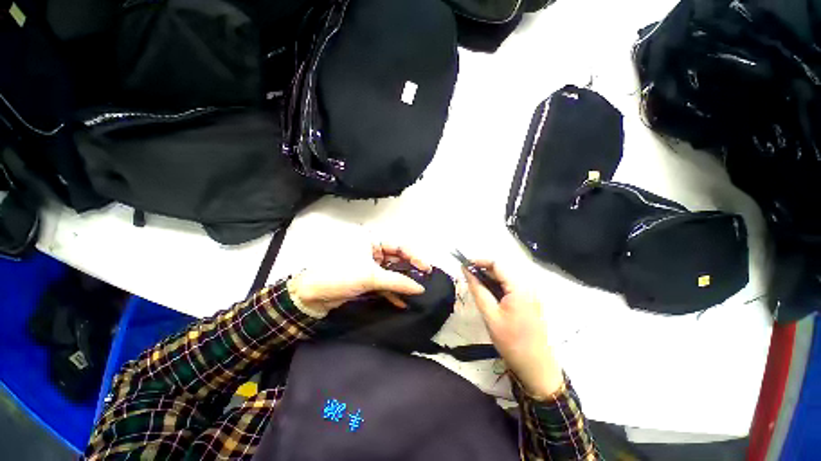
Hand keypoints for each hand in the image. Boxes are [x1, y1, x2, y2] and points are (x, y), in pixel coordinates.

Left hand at [287, 243, 430, 314]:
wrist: (312, 295)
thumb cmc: (341, 275)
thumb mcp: (370, 276)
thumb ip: (397, 281)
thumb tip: (420, 288)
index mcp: (372, 240)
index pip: (399, 246)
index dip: (415, 257)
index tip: (427, 270)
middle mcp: (372, 250)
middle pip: (396, 259)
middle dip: (409, 271)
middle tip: (424, 281)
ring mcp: (369, 265)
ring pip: (391, 273)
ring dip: (402, 283)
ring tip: (416, 293)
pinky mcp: (366, 279)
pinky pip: (383, 283)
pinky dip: (392, 292)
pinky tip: (402, 302)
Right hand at [464, 261, 563, 398]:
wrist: (536, 366)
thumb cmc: (511, 341)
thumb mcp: (490, 315)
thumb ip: (478, 290)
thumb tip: (466, 271)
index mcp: (519, 287)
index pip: (497, 264)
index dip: (479, 261)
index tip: (464, 265)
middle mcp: (528, 286)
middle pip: (502, 269)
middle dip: (483, 270)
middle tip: (467, 277)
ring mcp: (531, 294)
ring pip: (506, 278)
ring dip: (490, 279)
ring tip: (475, 285)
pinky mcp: (530, 301)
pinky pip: (511, 287)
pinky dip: (498, 287)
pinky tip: (489, 295)